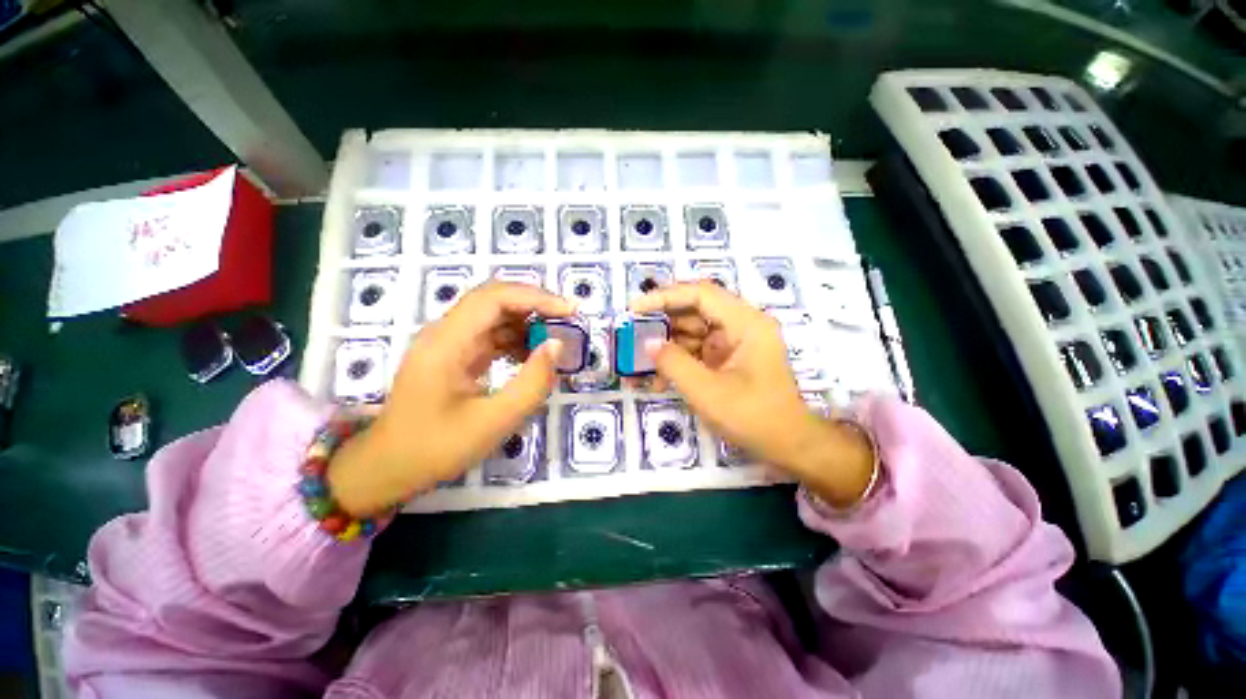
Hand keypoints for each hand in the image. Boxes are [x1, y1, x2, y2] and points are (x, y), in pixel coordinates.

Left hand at [328, 282, 573, 515]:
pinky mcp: (455, 355)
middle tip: (569, 320)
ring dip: (528, 322)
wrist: (389, 467)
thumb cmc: (435, 448)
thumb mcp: (493, 421)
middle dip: (535, 305)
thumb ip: (532, 383)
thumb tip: (556, 345)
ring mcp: (449, 343)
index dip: (536, 297)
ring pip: (495, 316)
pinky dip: (517, 339)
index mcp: (447, 342)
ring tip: (557, 339)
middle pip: (495, 300)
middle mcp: (445, 333)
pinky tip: (533, 355)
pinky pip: (491, 335)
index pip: (494, 298)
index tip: (570, 310)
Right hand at [630, 282, 874, 506]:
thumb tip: (648, 343)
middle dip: (662, 323)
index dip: (664, 296)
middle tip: (632, 334)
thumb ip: (674, 363)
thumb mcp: (707, 391)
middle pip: (695, 310)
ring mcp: (735, 343)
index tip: (635, 308)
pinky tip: (658, 380)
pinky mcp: (728, 359)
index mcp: (745, 323)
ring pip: (693, 331)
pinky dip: (678, 362)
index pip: (700, 294)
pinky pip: (698, 351)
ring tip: (639, 361)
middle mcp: (741, 325)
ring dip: (667, 346)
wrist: (788, 446)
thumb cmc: (753, 417)